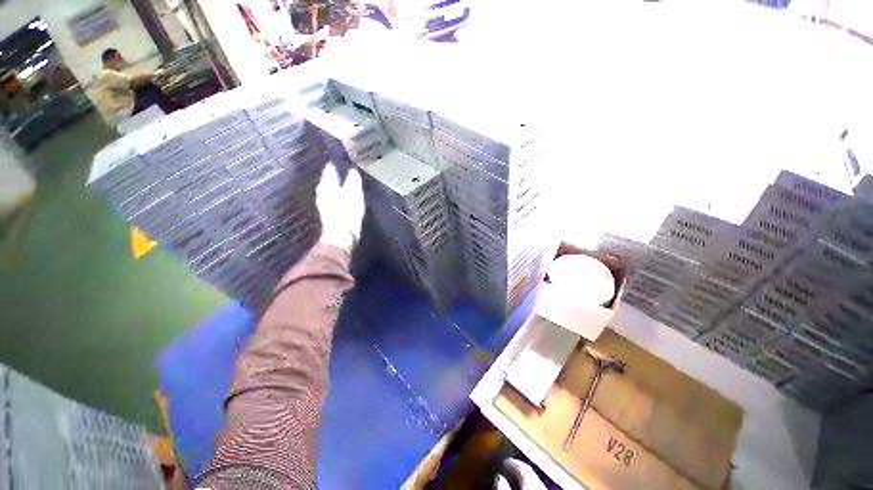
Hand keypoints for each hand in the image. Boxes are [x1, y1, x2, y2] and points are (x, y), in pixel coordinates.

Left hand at [316, 164, 363, 251]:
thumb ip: (353, 181)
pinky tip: (341, 197)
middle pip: (327, 179)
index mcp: (327, 184)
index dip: (335, 164)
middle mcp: (321, 191)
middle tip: (343, 171)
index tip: (341, 161)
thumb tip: (352, 171)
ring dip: (335, 186)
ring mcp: (322, 202)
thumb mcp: (354, 193)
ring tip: (344, 183)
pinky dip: (336, 195)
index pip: (329, 169)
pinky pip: (331, 198)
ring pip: (328, 189)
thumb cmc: (348, 211)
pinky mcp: (326, 211)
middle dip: (334, 175)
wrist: (341, 234)